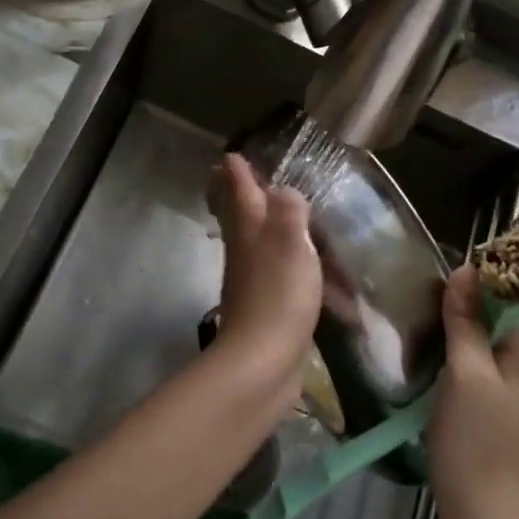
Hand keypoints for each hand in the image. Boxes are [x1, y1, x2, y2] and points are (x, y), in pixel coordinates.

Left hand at [206, 153, 321, 366]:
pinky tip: (291, 265)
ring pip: (250, 241)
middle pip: (236, 214)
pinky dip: (278, 260)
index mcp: (248, 227)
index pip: (238, 189)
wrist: (262, 362)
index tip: (231, 156)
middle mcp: (244, 249)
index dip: (236, 171)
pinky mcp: (264, 306)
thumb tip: (281, 190)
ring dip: (255, 224)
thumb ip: (289, 210)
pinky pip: (271, 272)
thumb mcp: (291, 242)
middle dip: (232, 194)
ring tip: (265, 213)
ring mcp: (251, 279)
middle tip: (227, 177)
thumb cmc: (279, 294)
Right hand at [428, 265, 518, 518]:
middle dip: (462, 314)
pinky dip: (462, 361)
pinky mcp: (505, 408)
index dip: (471, 290)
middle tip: (423, 313)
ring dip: (458, 337)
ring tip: (425, 334)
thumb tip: (465, 270)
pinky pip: (484, 369)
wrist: (479, 504)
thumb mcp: (464, 371)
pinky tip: (437, 366)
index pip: (505, 301)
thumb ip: (465, 320)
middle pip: (496, 322)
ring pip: (487, 346)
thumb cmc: (472, 434)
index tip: (435, 290)